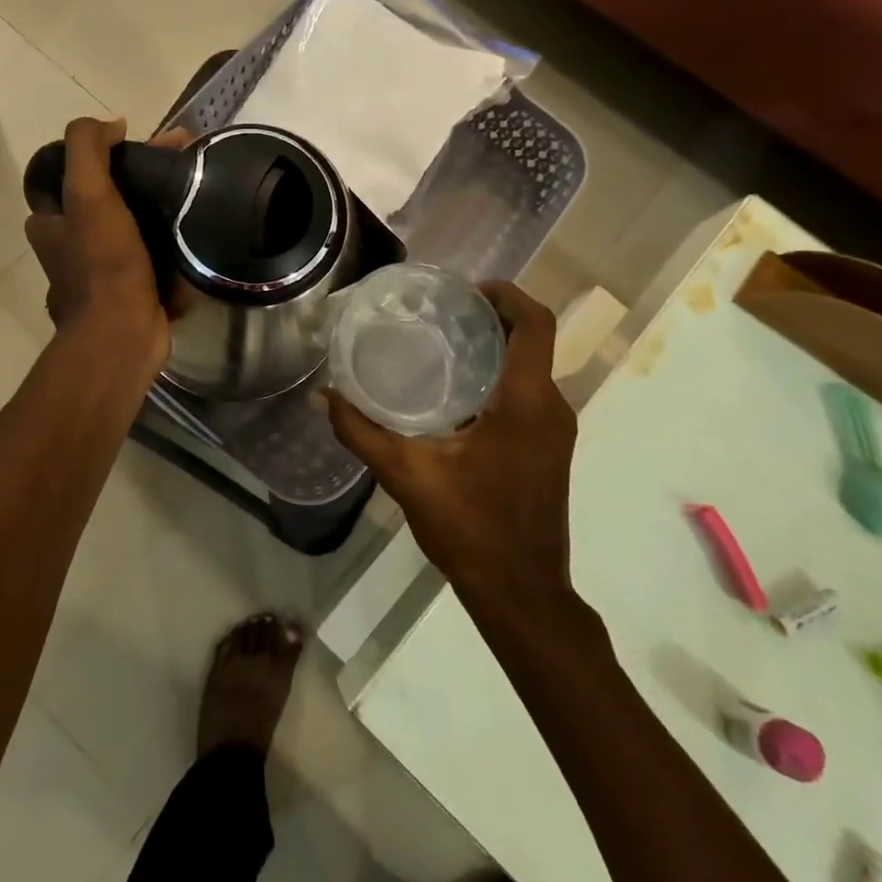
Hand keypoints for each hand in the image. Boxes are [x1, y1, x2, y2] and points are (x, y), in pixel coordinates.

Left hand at [24, 117, 184, 381]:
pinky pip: (152, 252)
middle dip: (141, 174)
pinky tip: (196, 224)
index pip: (75, 173)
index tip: (142, 141)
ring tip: (195, 187)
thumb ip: (88, 148)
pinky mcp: (131, 290)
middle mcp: (70, 246)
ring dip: (159, 204)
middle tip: (181, 159)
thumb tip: (111, 124)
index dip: (108, 151)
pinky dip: (170, 237)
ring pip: (132, 223)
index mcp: (50, 223)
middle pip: (107, 195)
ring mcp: (102, 271)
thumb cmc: (103, 262)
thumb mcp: (87, 193)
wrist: (124, 333)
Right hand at [327, 282, 578, 612]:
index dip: (507, 294)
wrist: (521, 592)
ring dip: (496, 346)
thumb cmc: (470, 528)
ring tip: (443, 343)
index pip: (535, 325)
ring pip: (533, 367)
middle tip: (441, 312)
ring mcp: (556, 430)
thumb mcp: (407, 476)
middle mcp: (552, 408)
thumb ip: (361, 432)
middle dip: (493, 316)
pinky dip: (501, 376)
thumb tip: (326, 396)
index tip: (467, 289)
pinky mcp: (550, 448)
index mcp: (527, 402)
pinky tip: (457, 391)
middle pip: (533, 340)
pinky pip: (530, 393)